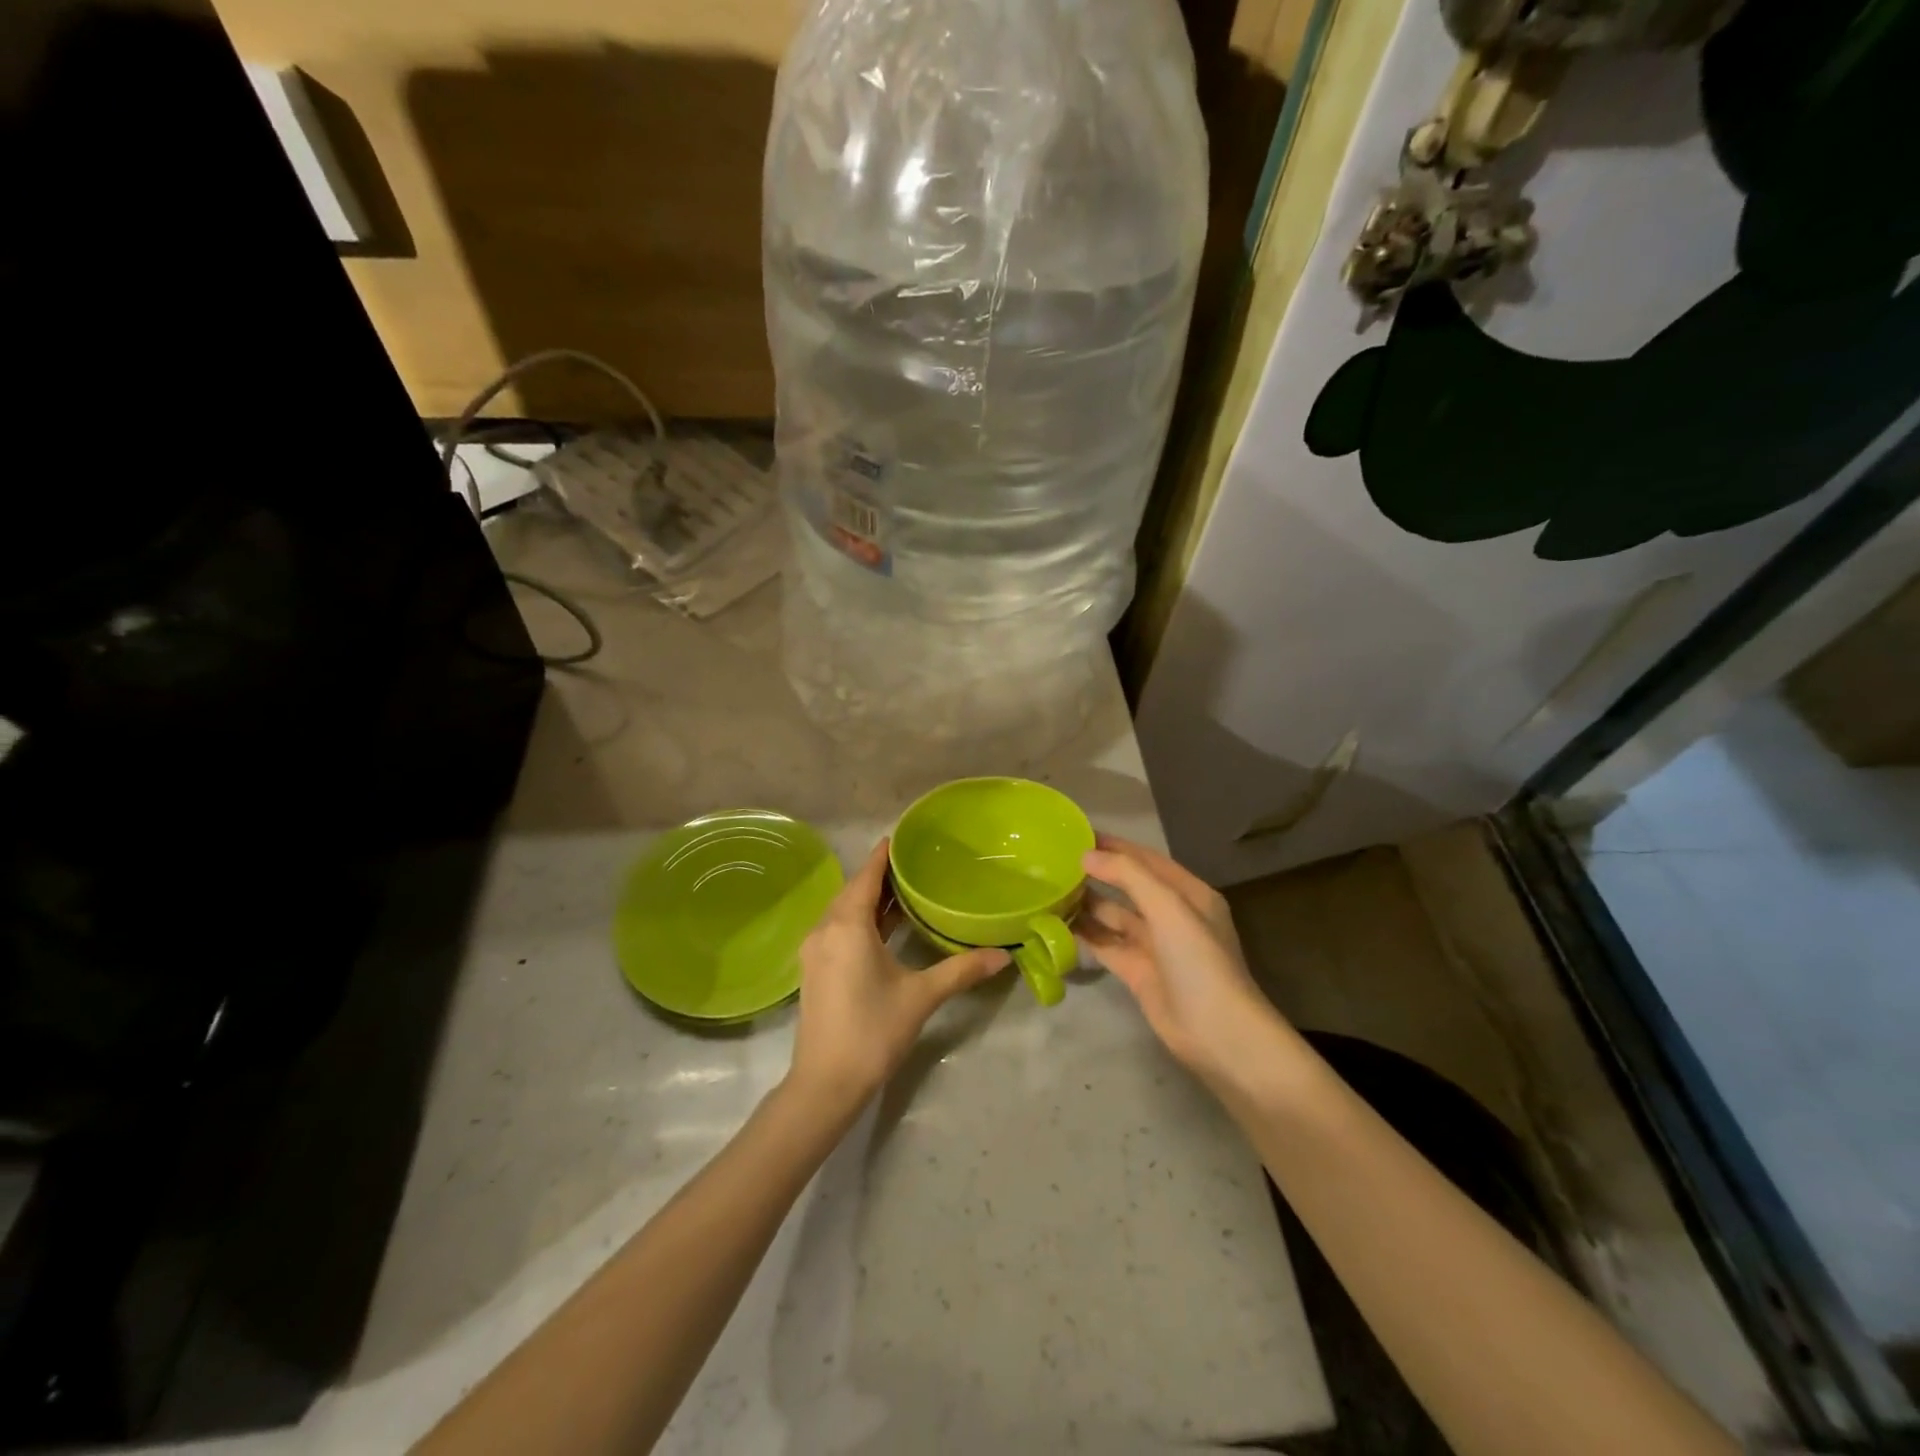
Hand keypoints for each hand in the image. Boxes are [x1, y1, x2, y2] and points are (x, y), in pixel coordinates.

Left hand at [786, 839, 1009, 1113]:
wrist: (825, 1083)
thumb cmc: (873, 1031)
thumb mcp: (921, 996)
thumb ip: (961, 970)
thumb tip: (1002, 955)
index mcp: (847, 925)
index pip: (866, 876)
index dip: (883, 855)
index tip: (902, 837)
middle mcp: (825, 929)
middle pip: (853, 891)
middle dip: (880, 876)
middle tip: (914, 863)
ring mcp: (815, 951)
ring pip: (844, 911)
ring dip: (870, 900)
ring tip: (905, 891)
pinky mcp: (814, 969)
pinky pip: (838, 929)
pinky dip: (860, 920)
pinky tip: (884, 928)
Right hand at [1076, 835, 1290, 1085]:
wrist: (1216, 1033)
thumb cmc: (1198, 961)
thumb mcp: (1168, 908)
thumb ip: (1128, 875)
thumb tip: (1087, 855)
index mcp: (1189, 894)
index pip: (1147, 859)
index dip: (1116, 846)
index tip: (1079, 833)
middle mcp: (1172, 915)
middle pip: (1130, 886)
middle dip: (1099, 873)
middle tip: (1057, 861)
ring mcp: (1155, 945)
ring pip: (1115, 916)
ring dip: (1088, 903)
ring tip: (1052, 889)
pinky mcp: (1138, 972)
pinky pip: (1106, 945)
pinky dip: (1085, 934)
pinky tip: (1058, 924)